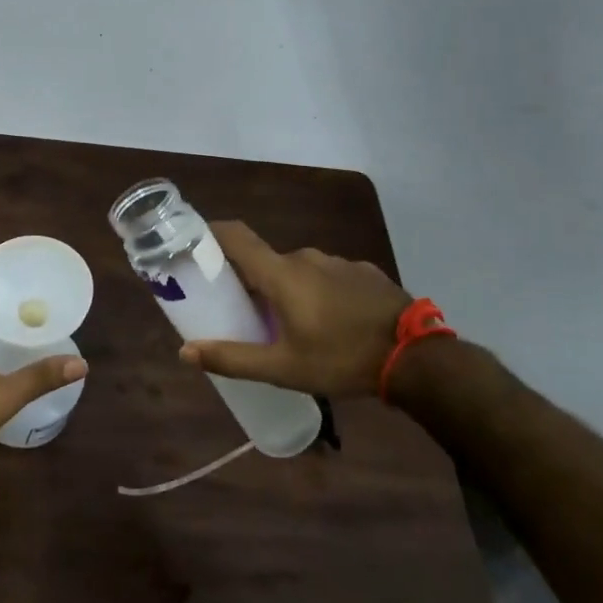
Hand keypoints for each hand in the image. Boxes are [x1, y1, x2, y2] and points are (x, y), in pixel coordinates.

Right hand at [179, 221, 412, 396]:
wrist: (417, 357)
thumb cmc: (342, 358)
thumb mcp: (283, 368)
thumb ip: (232, 358)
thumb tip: (185, 352)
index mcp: (281, 273)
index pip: (236, 236)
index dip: (211, 234)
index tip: (194, 246)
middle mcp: (306, 257)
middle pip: (266, 261)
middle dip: (252, 282)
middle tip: (245, 313)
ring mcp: (339, 262)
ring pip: (298, 270)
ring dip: (288, 290)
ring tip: (292, 325)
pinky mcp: (364, 272)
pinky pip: (328, 276)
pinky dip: (319, 292)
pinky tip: (331, 323)